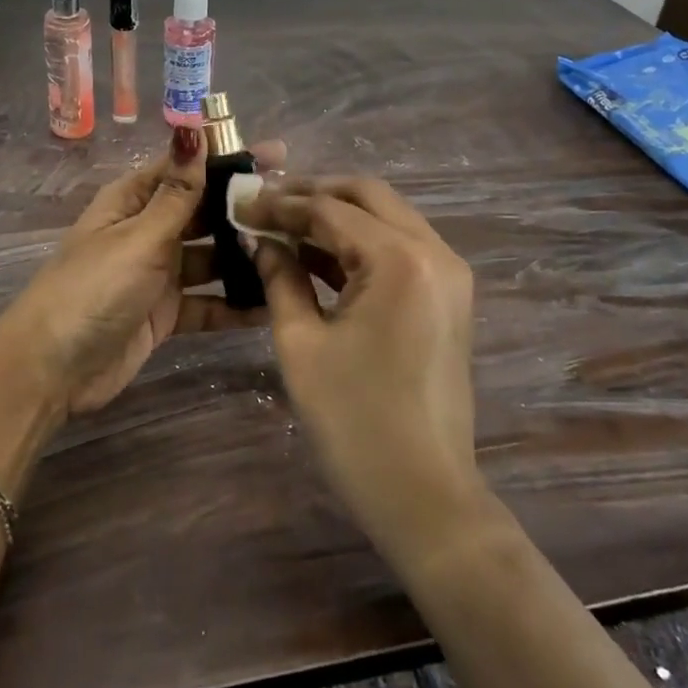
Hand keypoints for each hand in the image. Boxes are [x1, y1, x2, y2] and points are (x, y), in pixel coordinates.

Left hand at [3, 129, 284, 415]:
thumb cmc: (93, 289)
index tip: (280, 157)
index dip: (229, 160)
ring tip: (298, 257)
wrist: (51, 369)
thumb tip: (192, 127)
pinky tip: (273, 306)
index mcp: (133, 201)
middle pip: (203, 214)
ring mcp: (157, 274)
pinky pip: (207, 303)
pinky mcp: (165, 314)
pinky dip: (234, 305)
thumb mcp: (138, 237)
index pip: (187, 170)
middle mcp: (147, 231)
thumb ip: (177, 193)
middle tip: (299, 213)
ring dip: (245, 259)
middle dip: (245, 212)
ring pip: (210, 259)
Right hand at [242, 177, 484, 558]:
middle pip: (367, 195)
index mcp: (400, 259)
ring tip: (283, 223)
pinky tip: (316, 255)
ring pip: (386, 216)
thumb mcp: (301, 343)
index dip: (279, 203)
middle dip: (313, 193)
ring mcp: (449, 273)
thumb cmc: (354, 421)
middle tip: (265, 204)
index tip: (239, 204)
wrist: (424, 495)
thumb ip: (280, 277)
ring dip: (337, 214)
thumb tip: (261, 239)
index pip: (329, 208)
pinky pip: (399, 247)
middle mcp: (435, 252)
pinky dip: (359, 242)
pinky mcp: (448, 296)